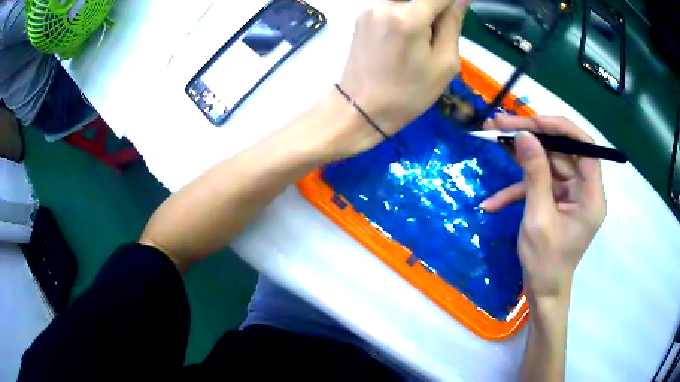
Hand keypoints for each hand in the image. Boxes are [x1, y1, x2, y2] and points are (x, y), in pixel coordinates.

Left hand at [333, 0, 471, 156]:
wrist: (362, 108)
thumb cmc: (409, 93)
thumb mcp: (444, 63)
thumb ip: (453, 23)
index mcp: (408, 18)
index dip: (453, 1)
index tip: (459, 11)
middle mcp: (384, 5)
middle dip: (436, 8)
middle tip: (439, 32)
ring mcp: (369, 8)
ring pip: (406, 0)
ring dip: (421, 12)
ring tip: (420, 39)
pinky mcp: (361, 15)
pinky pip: (391, 5)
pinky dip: (405, 14)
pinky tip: (404, 38)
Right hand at [480, 116, 605, 298]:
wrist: (542, 292)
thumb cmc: (545, 263)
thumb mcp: (538, 219)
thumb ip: (535, 175)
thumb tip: (524, 135)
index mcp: (591, 196)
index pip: (585, 148)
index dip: (561, 129)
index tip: (533, 121)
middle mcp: (584, 190)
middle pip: (562, 151)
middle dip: (532, 138)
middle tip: (501, 124)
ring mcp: (570, 194)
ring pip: (548, 163)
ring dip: (521, 156)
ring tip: (493, 138)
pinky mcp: (557, 200)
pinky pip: (539, 184)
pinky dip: (517, 190)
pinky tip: (493, 202)